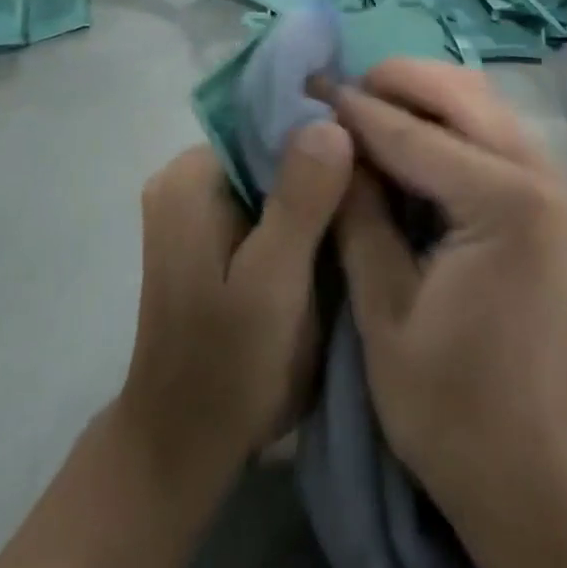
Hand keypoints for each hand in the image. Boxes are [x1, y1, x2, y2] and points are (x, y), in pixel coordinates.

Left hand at [117, 132, 352, 483]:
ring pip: (273, 175)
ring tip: (371, 198)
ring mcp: (197, 208)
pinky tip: (341, 227)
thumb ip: (301, 201)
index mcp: (191, 178)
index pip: (268, 121)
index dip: (324, 127)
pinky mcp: (212, 236)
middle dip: (324, 161)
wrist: (183, 446)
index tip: (376, 141)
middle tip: (384, 177)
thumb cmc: (226, 367)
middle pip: (271, 146)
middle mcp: (187, 180)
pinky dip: (303, 212)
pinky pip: (266, 202)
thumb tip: (332, 121)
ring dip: (317, 188)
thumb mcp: (273, 283)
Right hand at [329, 60, 566, 518]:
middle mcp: (545, 179)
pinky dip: (456, 127)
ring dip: (429, 99)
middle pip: (464, 94)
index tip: (311, 86)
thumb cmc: (456, 414)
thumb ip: (358, 218)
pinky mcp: (561, 210)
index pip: (415, 133)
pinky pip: (502, 139)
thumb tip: (333, 146)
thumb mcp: (384, 314)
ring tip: (373, 111)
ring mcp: (562, 191)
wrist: (548, 488)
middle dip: (399, 82)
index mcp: (504, 204)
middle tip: (344, 92)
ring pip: (488, 108)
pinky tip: (417, 145)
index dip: (356, 109)